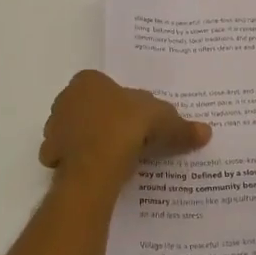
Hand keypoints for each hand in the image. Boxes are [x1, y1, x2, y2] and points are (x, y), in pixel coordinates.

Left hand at [39, 70, 210, 186]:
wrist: (96, 163)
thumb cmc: (127, 126)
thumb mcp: (164, 121)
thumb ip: (181, 126)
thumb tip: (205, 132)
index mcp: (88, 80)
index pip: (105, 87)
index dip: (121, 103)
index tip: (136, 120)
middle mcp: (66, 99)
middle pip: (88, 109)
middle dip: (104, 121)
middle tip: (128, 139)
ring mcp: (54, 128)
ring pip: (76, 133)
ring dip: (90, 142)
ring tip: (116, 159)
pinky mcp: (50, 155)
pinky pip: (68, 158)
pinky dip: (81, 164)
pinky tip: (98, 173)